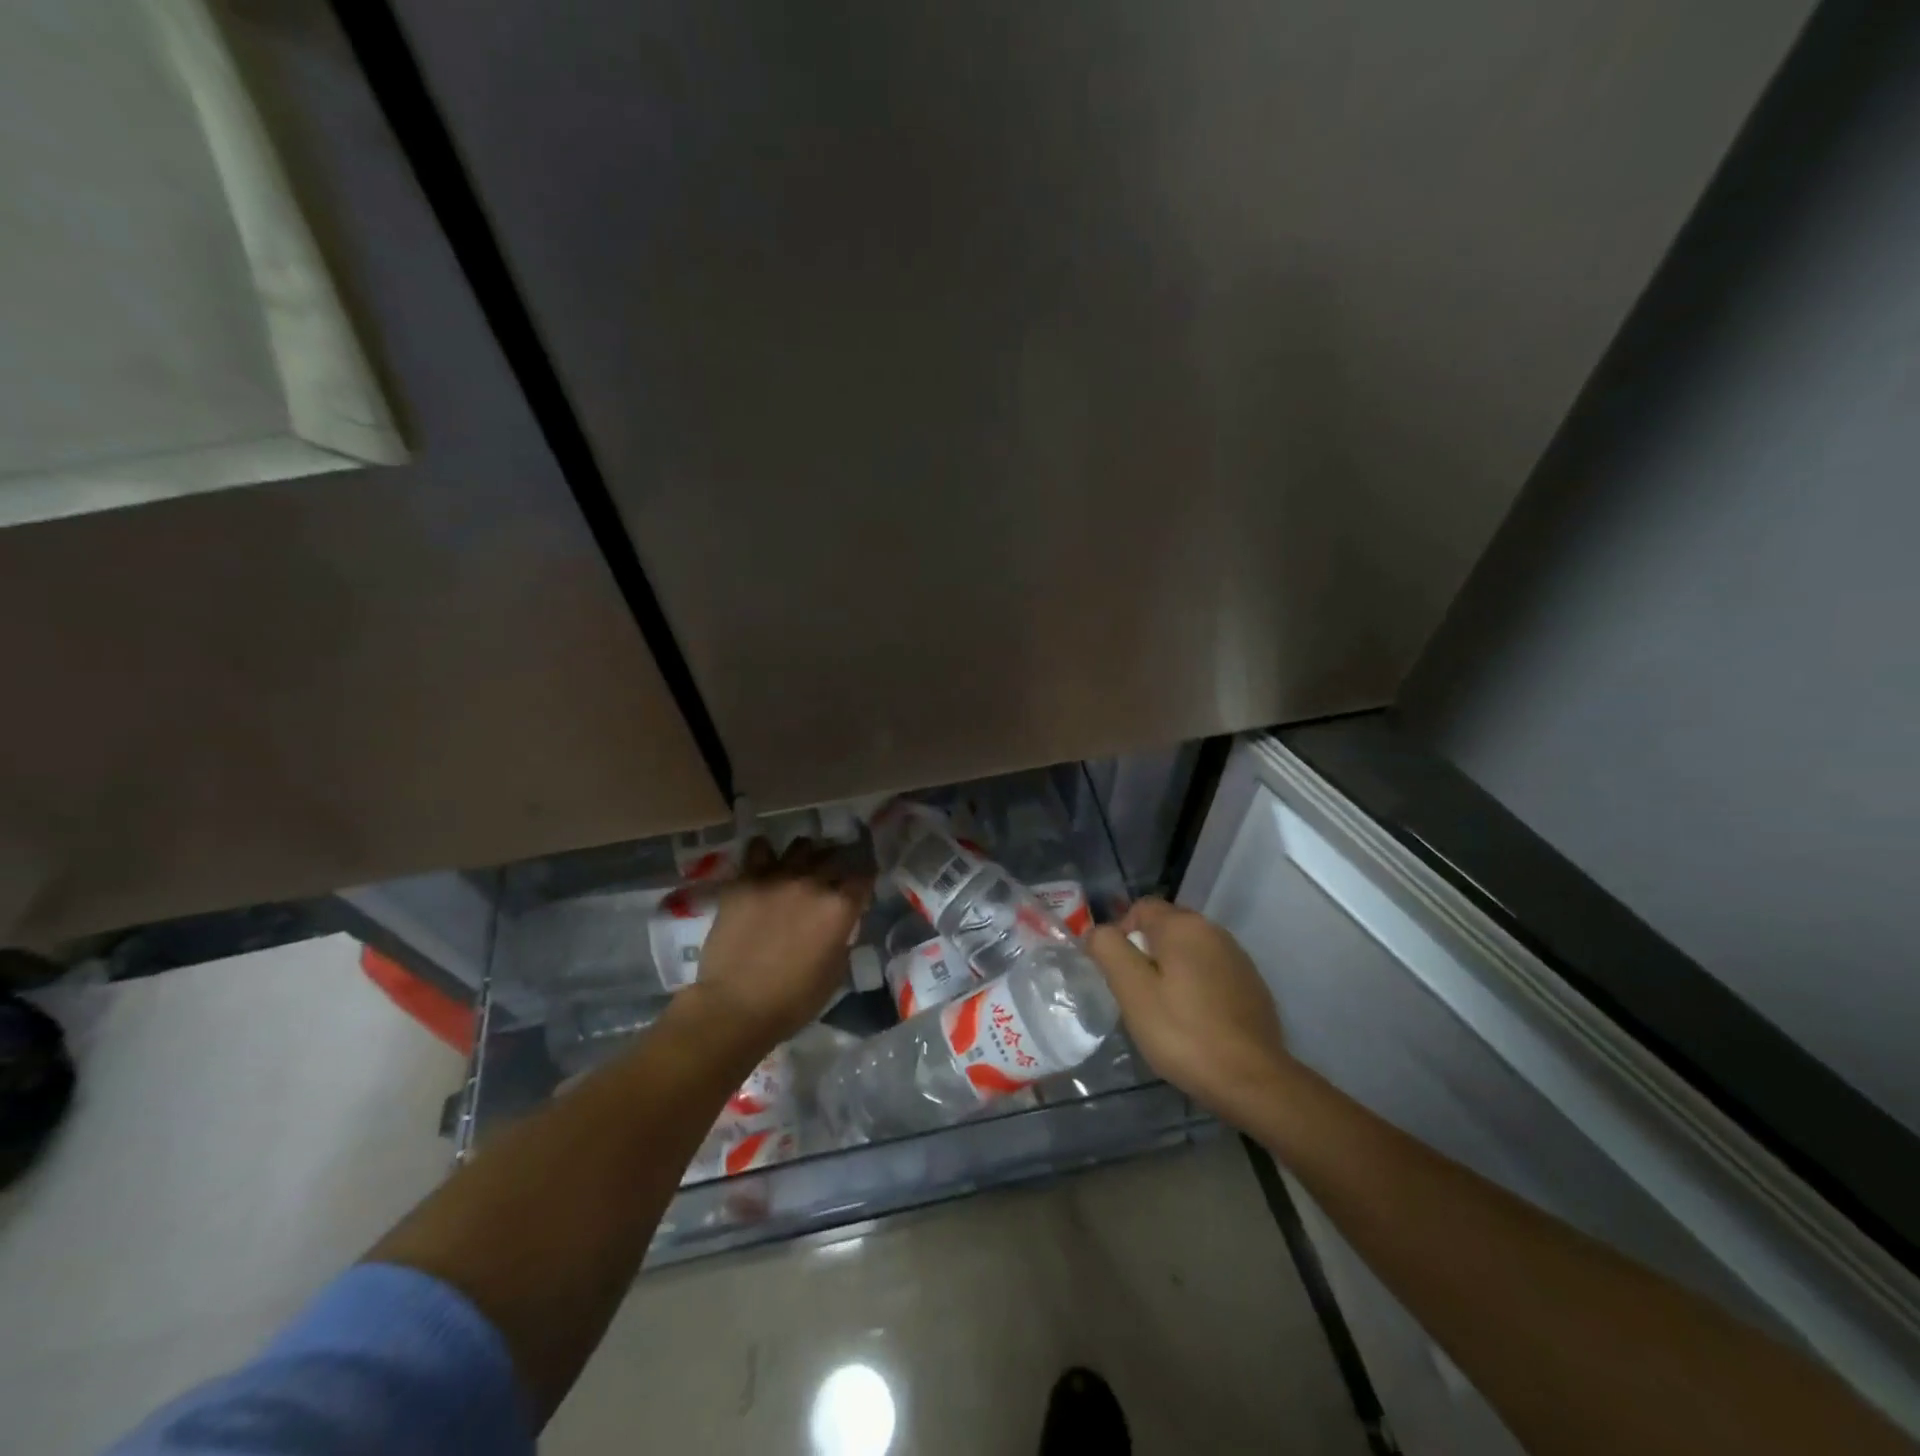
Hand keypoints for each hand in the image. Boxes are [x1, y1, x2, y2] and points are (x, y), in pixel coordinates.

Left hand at [682, 836, 872, 1046]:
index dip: (865, 880)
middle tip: (833, 875)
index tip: (861, 886)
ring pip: (800, 847)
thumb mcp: (835, 973)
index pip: (864, 877)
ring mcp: (776, 877)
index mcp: (839, 907)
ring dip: (806, 854)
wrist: (734, 1006)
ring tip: (802, 863)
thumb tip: (840, 924)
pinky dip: (765, 852)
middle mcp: (812, 883)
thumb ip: (842, 938)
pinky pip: (758, 851)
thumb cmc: (792, 1000)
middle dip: (838, 864)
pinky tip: (765, 859)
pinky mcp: (744, 881)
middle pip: (834, 857)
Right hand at [1086, 897, 1292, 1126]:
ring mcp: (1237, 957)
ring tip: (1164, 1011)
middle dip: (1145, 953)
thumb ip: (1109, 950)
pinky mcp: (1251, 984)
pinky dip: (1196, 986)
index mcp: (1183, 925)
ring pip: (1188, 951)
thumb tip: (1098, 932)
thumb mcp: (1132, 991)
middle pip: (1165, 928)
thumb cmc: (1183, 1032)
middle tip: (1137, 995)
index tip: (1117, 973)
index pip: (1140, 908)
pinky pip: (1210, 972)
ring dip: (1171, 970)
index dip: (1120, 934)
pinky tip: (1194, 1021)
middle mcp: (1213, 930)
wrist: (1252, 1080)